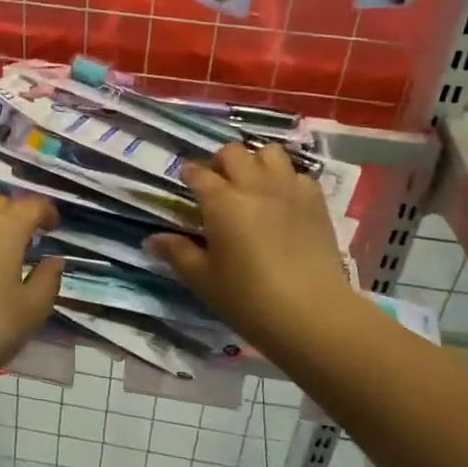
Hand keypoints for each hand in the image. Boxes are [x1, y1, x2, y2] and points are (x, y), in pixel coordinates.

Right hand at [146, 145, 359, 351]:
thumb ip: (177, 254)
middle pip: (233, 152)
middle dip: (220, 162)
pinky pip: (299, 175)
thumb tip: (151, 240)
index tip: (185, 181)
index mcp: (221, 202)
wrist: (312, 313)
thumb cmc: (248, 298)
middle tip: (217, 183)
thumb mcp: (204, 280)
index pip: (198, 173)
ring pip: (269, 153)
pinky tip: (284, 201)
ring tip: (252, 184)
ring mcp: (288, 189)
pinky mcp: (316, 202)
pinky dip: (287, 180)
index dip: (188, 173)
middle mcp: (254, 185)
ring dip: (256, 162)